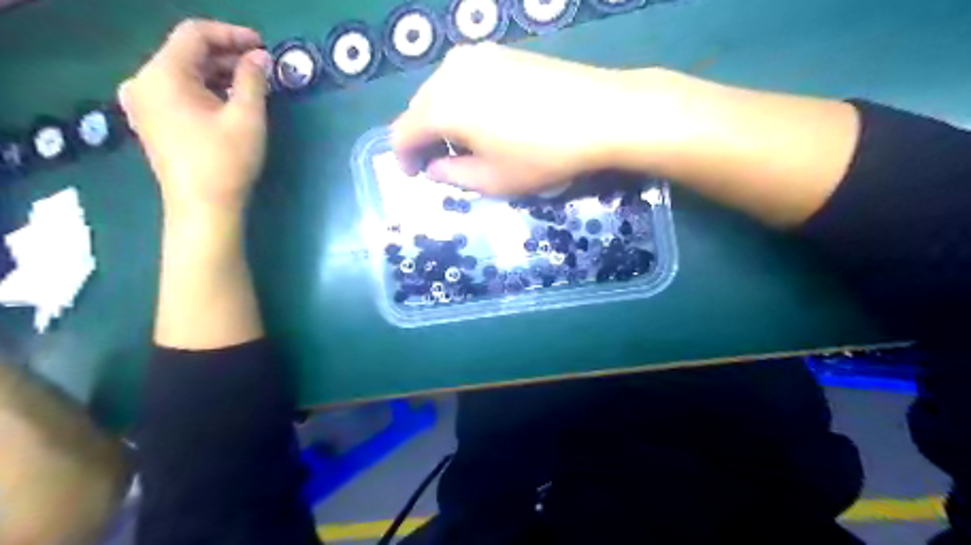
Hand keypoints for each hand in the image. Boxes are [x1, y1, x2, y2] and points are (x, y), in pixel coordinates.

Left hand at [116, 21, 269, 216]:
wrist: (203, 207)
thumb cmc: (226, 161)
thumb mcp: (246, 117)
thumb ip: (253, 80)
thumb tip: (261, 57)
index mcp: (162, 74)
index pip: (194, 34)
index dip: (231, 34)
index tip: (263, 46)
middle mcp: (143, 82)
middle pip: (186, 52)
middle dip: (227, 55)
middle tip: (262, 67)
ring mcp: (144, 103)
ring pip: (183, 73)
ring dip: (218, 74)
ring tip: (252, 85)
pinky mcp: (151, 121)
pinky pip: (179, 92)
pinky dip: (205, 90)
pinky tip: (230, 102)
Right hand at [389, 43, 647, 195]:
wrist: (601, 113)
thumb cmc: (542, 155)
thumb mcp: (492, 180)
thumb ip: (451, 177)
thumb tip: (433, 168)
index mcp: (441, 106)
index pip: (402, 132)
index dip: (404, 158)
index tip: (417, 176)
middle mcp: (450, 71)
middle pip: (420, 108)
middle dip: (424, 137)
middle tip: (443, 163)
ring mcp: (478, 55)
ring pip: (442, 91)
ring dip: (443, 119)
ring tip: (467, 143)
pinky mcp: (502, 52)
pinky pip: (466, 79)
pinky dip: (464, 101)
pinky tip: (487, 119)